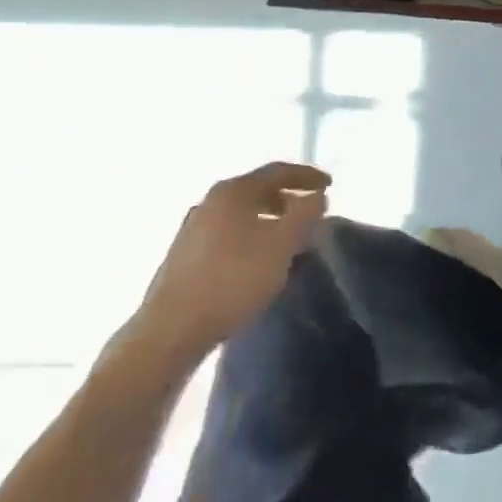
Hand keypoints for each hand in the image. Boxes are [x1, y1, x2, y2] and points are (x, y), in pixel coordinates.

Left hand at [129, 162, 330, 362]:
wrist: (172, 329)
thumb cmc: (233, 279)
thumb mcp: (281, 245)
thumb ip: (305, 215)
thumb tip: (317, 196)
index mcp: (233, 191)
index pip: (277, 171)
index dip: (307, 175)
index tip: (329, 184)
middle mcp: (210, 202)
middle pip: (257, 190)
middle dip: (288, 198)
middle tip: (311, 212)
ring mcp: (194, 228)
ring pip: (242, 213)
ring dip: (270, 220)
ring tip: (290, 239)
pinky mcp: (185, 255)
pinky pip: (229, 233)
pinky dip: (252, 236)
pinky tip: (260, 260)